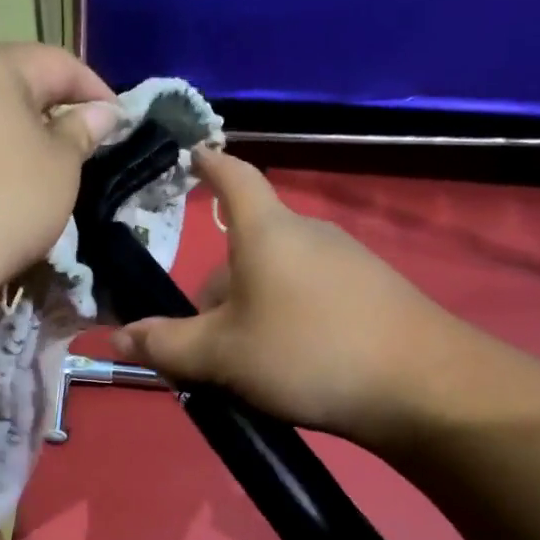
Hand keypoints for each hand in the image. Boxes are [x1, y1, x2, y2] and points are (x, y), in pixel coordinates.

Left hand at [0, 44, 121, 290]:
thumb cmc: (5, 200)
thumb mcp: (60, 167)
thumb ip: (81, 132)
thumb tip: (101, 112)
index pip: (55, 62)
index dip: (94, 88)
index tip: (119, 120)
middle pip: (11, 81)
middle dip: (50, 107)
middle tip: (80, 142)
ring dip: (14, 132)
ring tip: (41, 165)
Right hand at [112, 150, 490, 445]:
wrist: (422, 386)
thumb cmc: (306, 353)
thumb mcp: (222, 356)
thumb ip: (166, 346)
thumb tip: (117, 337)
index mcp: (266, 232)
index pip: (233, 178)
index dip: (207, 163)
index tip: (188, 153)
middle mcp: (307, 234)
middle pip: (245, 250)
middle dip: (215, 293)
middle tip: (196, 346)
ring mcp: (346, 263)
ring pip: (276, 280)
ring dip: (248, 314)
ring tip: (241, 368)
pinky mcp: (372, 294)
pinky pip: (309, 299)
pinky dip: (286, 323)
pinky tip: (289, 369)